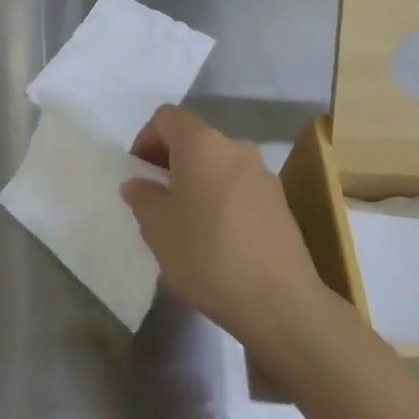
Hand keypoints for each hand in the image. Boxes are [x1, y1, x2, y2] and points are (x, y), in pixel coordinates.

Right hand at [120, 106, 327, 347]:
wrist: (278, 300)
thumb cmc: (206, 254)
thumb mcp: (157, 228)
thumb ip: (142, 197)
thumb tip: (138, 183)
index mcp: (202, 144)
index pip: (166, 118)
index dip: (145, 138)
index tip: (138, 173)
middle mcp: (235, 148)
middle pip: (194, 140)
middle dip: (170, 162)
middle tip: (156, 199)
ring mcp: (263, 174)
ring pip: (218, 164)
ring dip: (197, 181)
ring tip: (185, 222)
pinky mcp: (280, 201)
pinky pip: (239, 187)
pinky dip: (220, 198)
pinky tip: (215, 237)